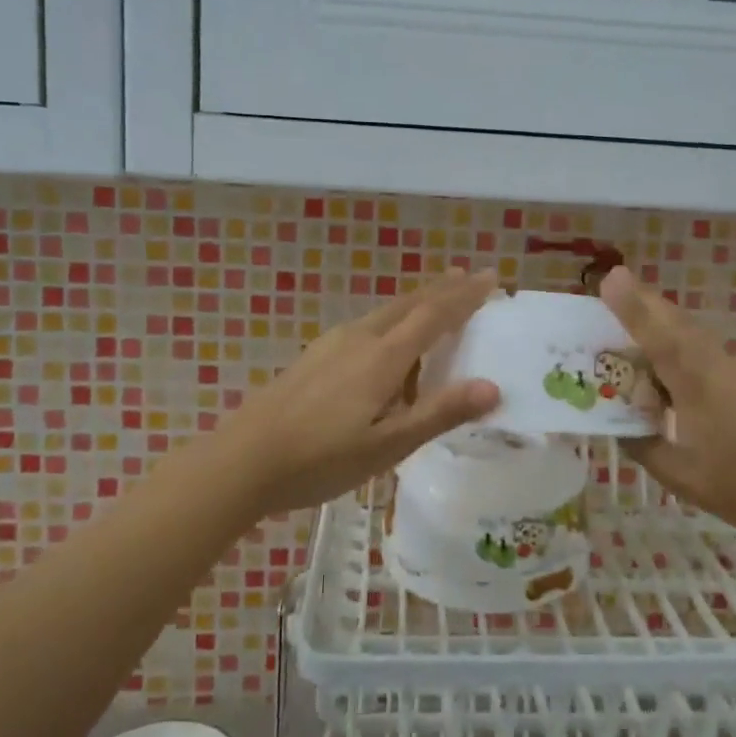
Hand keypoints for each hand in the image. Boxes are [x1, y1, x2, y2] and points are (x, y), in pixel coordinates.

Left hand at [204, 271, 501, 518]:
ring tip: (435, 307)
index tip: (490, 276)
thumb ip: (439, 413)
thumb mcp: (388, 445)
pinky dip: (391, 324)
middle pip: (408, 304)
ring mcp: (331, 345)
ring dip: (415, 305)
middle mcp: (359, 339)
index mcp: (382, 357)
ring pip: (384, 314)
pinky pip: (365, 329)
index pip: (434, 315)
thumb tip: (493, 387)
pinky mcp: (314, 358)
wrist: (243, 460)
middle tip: (468, 277)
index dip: (465, 295)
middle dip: (442, 289)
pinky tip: (385, 347)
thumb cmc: (321, 458)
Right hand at [599, 266, 735, 547]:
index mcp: (705, 394)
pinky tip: (681, 385)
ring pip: (700, 341)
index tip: (612, 278)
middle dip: (648, 306)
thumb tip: (618, 419)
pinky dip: (690, 357)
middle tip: (617, 289)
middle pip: (683, 327)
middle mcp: (729, 372)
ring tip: (638, 339)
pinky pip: (717, 359)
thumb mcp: (681, 478)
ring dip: (668, 332)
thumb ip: (643, 444)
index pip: (663, 341)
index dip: (635, 308)